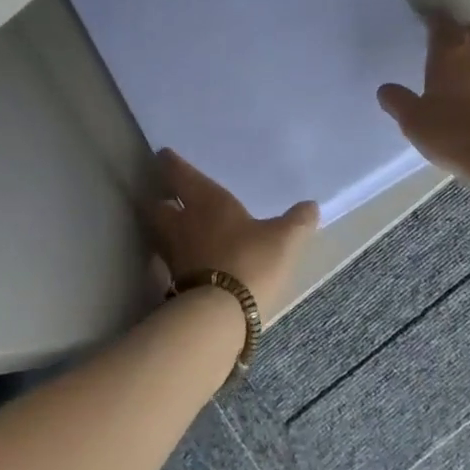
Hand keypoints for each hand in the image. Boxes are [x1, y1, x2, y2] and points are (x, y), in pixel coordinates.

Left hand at [148, 149, 318, 325]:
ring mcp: (174, 255)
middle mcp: (182, 223)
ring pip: (161, 234)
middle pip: (159, 206)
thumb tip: (311, 206)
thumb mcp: (284, 238)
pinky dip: (173, 259)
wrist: (221, 314)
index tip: (163, 155)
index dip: (171, 163)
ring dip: (165, 229)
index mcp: (205, 201)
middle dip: (161, 199)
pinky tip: (185, 263)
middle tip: (166, 196)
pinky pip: (168, 262)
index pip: (180, 174)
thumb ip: (297, 221)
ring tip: (176, 229)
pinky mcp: (173, 283)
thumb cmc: (251, 261)